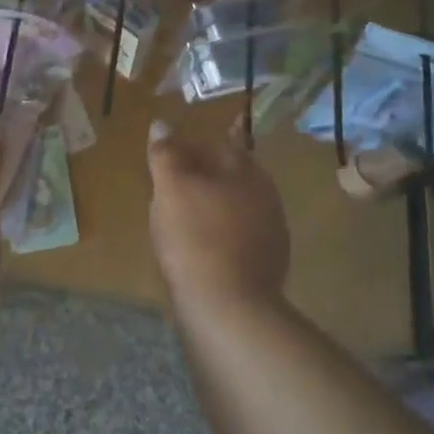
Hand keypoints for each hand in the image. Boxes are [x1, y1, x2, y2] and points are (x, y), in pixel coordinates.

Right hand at [147, 120, 289, 314]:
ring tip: (186, 215)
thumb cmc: (195, 236)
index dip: (198, 144)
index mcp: (247, 171)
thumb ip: (165, 153)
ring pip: (238, 208)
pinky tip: (202, 248)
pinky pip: (239, 239)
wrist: (228, 310)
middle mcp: (266, 197)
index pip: (224, 144)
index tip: (179, 149)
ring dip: (215, 206)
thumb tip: (162, 123)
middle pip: (233, 176)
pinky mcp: (267, 268)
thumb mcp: (170, 187)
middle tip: (178, 181)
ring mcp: (271, 234)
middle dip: (208, 175)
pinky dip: (221, 236)